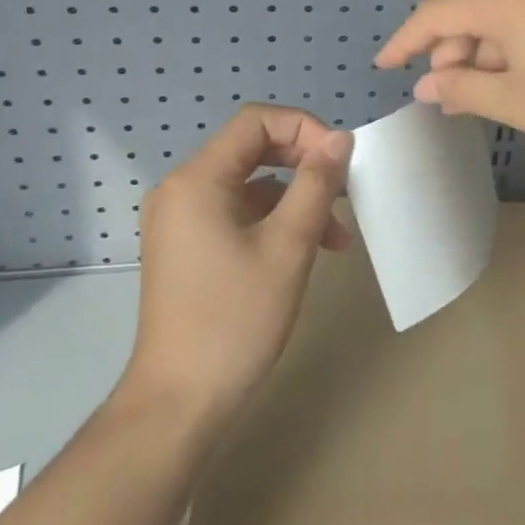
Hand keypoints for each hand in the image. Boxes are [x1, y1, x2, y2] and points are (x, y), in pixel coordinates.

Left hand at [119, 105, 352, 426]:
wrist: (179, 403)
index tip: (340, 159)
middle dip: (304, 163)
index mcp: (197, 180)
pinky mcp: (187, 246)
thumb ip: (316, 184)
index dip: (305, 128)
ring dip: (295, 198)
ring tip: (338, 236)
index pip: (256, 121)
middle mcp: (181, 189)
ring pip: (249, 185)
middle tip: (344, 188)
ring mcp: (180, 219)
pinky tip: (307, 249)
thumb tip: (341, 138)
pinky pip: (237, 212)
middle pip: (252, 149)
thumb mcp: (288, 246)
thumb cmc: (236, 319)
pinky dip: (273, 220)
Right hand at [374, 0, 524, 158]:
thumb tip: (427, 85)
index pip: (437, 14)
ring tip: (483, 94)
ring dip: (485, 51)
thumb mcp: (516, 102)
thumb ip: (462, 89)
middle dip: (452, 52)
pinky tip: (518, 76)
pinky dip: (514, 43)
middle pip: (471, 11)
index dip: (406, 41)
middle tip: (447, 95)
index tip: (385, 64)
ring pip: (503, 13)